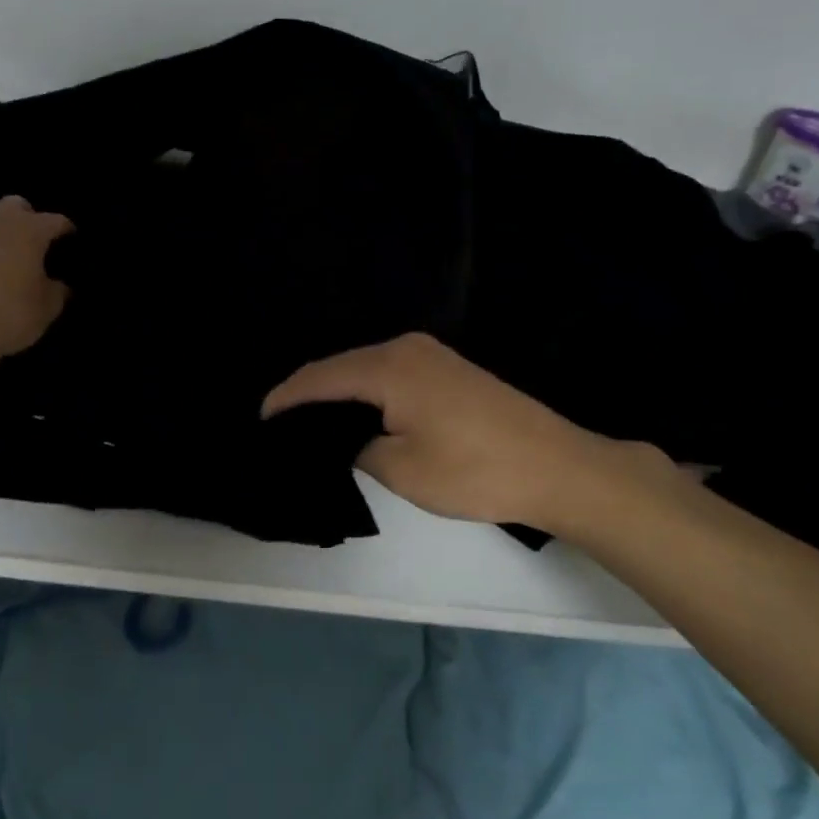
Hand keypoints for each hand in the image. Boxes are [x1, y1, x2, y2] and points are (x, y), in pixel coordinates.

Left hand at [0, 195, 72, 376]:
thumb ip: (56, 292)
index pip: (54, 221)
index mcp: (25, 232)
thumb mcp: (46, 311)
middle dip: (23, 219)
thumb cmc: (7, 316)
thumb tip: (57, 285)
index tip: (71, 239)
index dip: (65, 229)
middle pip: (11, 207)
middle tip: (29, 247)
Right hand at [263, 333, 682, 536]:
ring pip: (366, 369)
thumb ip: (358, 449)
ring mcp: (431, 355)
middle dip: (308, 393)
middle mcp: (406, 348)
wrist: (558, 467)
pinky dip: (365, 392)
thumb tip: (349, 440)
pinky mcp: (449, 369)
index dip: (287, 398)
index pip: (321, 377)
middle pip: (342, 366)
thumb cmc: (475, 470)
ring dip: (338, 392)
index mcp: (388, 367)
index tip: (261, 418)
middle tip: (280, 424)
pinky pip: (390, 374)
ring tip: (310, 421)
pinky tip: (356, 413)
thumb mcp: (401, 469)